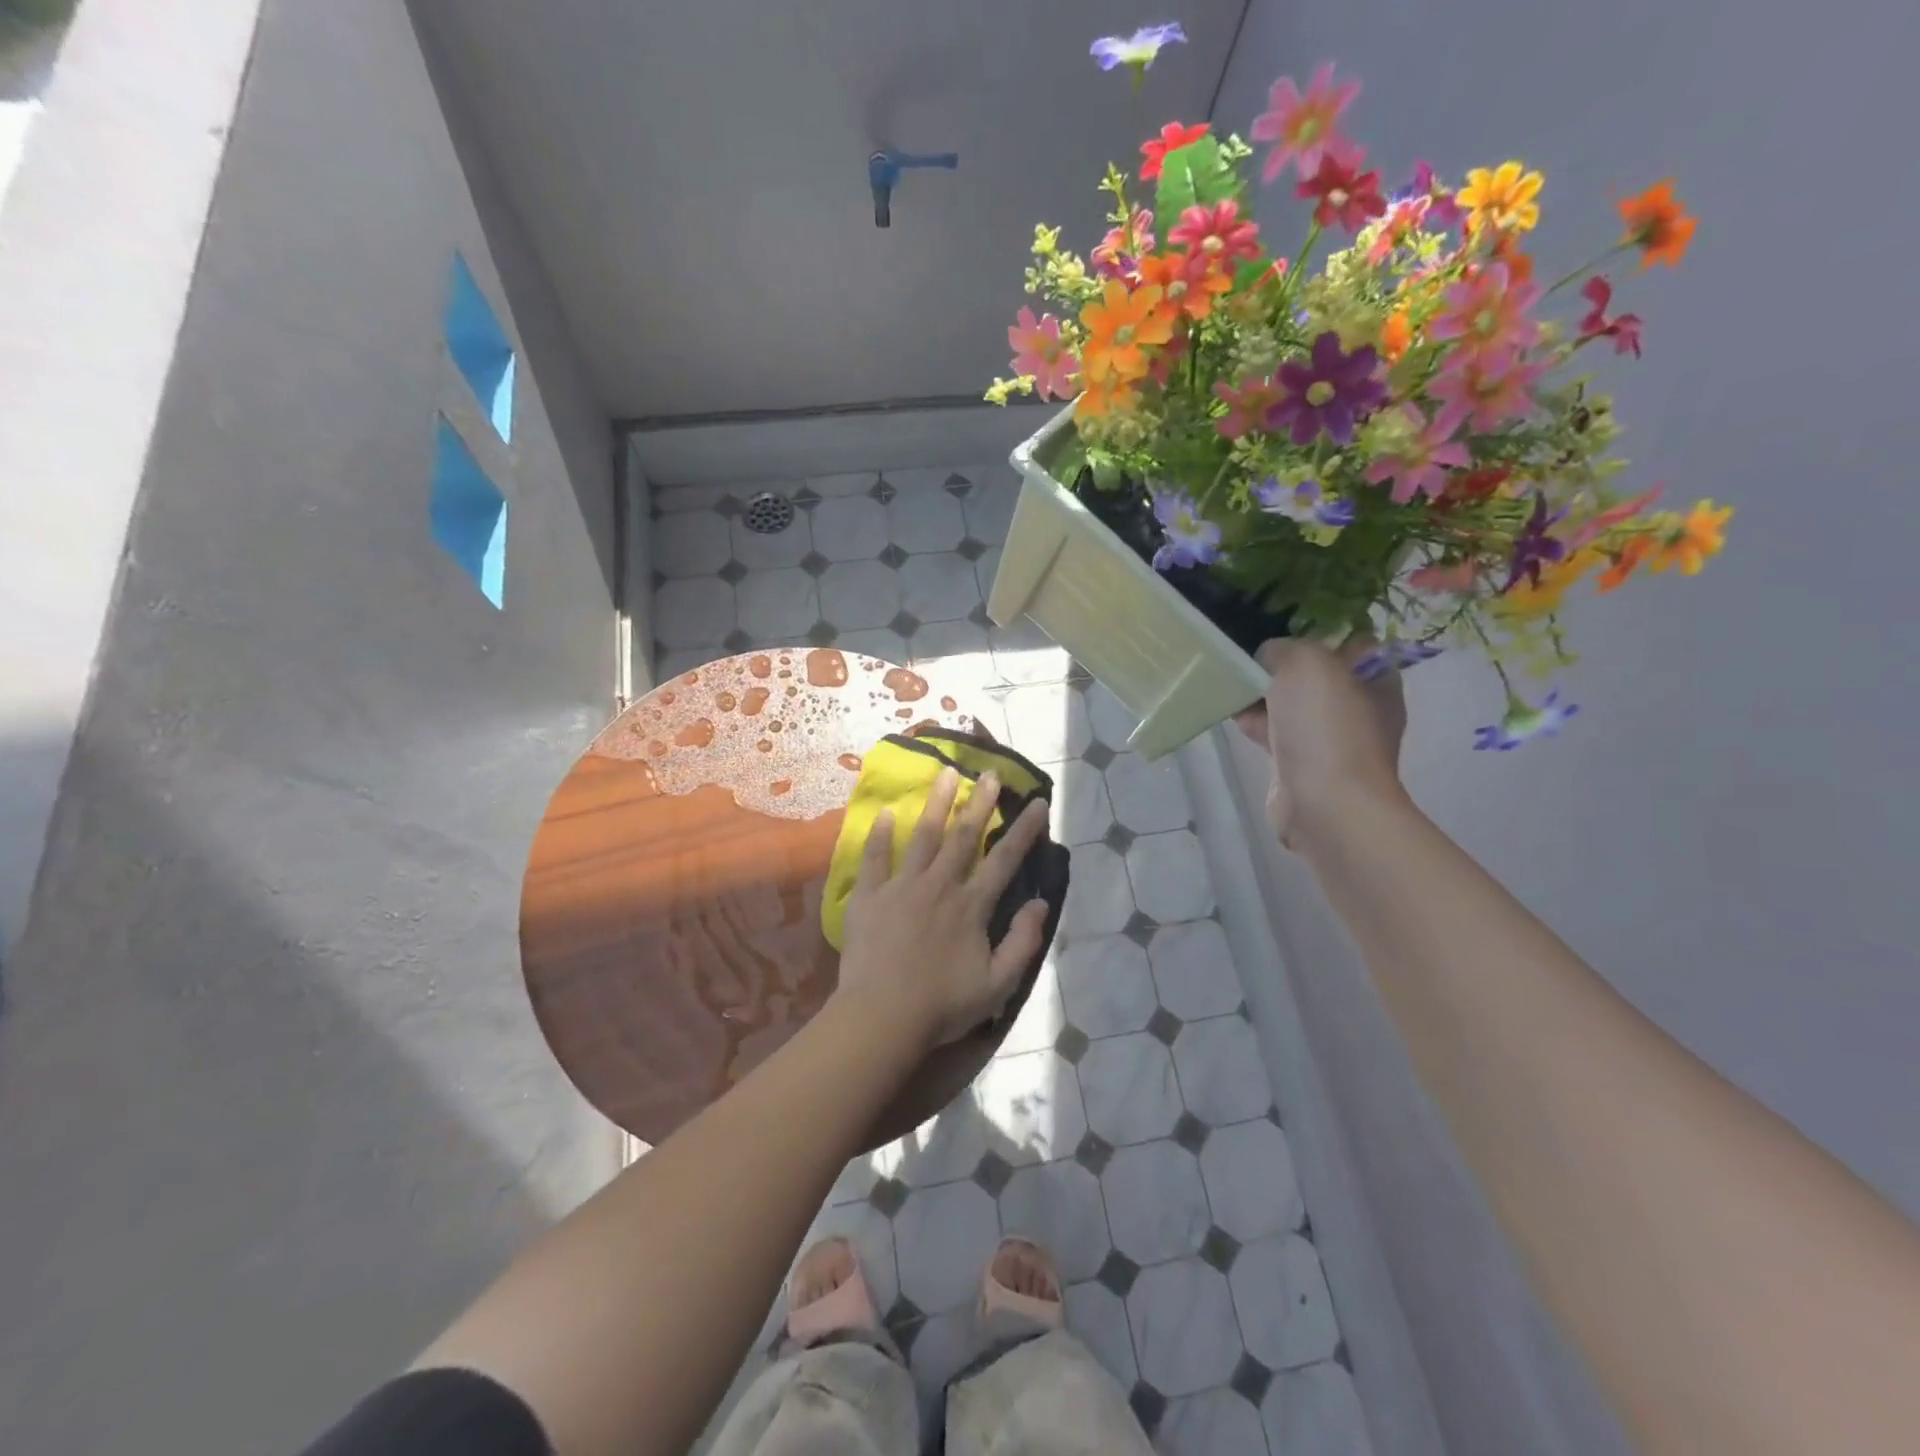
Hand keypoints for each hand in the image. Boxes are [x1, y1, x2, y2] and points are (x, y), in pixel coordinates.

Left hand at [834, 767, 1052, 1049]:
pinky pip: (874, 858)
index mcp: (971, 906)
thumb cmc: (942, 1005)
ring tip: (945, 773)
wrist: (881, 1017)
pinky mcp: (870, 896)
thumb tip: (1041, 903)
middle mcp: (939, 885)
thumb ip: (1023, 942)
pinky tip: (884, 813)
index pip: (1004, 860)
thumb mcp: (998, 985)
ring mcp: (901, 887)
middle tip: (988, 771)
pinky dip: (879, 835)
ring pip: (922, 836)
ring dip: (936, 803)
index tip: (1036, 802)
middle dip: (979, 802)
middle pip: (963, 836)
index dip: (1023, 830)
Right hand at [1234, 636, 1407, 847]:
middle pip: (1312, 673)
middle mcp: (1359, 706)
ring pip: (1289, 703)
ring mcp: (1330, 738)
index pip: (1348, 641)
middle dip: (1278, 665)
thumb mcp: (1306, 662)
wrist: (1324, 804)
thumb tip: (1267, 658)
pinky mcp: (1301, 764)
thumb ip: (1283, 648)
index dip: (1314, 631)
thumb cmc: (1326, 726)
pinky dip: (1254, 723)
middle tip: (1248, 658)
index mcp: (1376, 678)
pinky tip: (1231, 714)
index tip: (1278, 628)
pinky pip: (1274, 732)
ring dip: (1260, 694)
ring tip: (1232, 684)